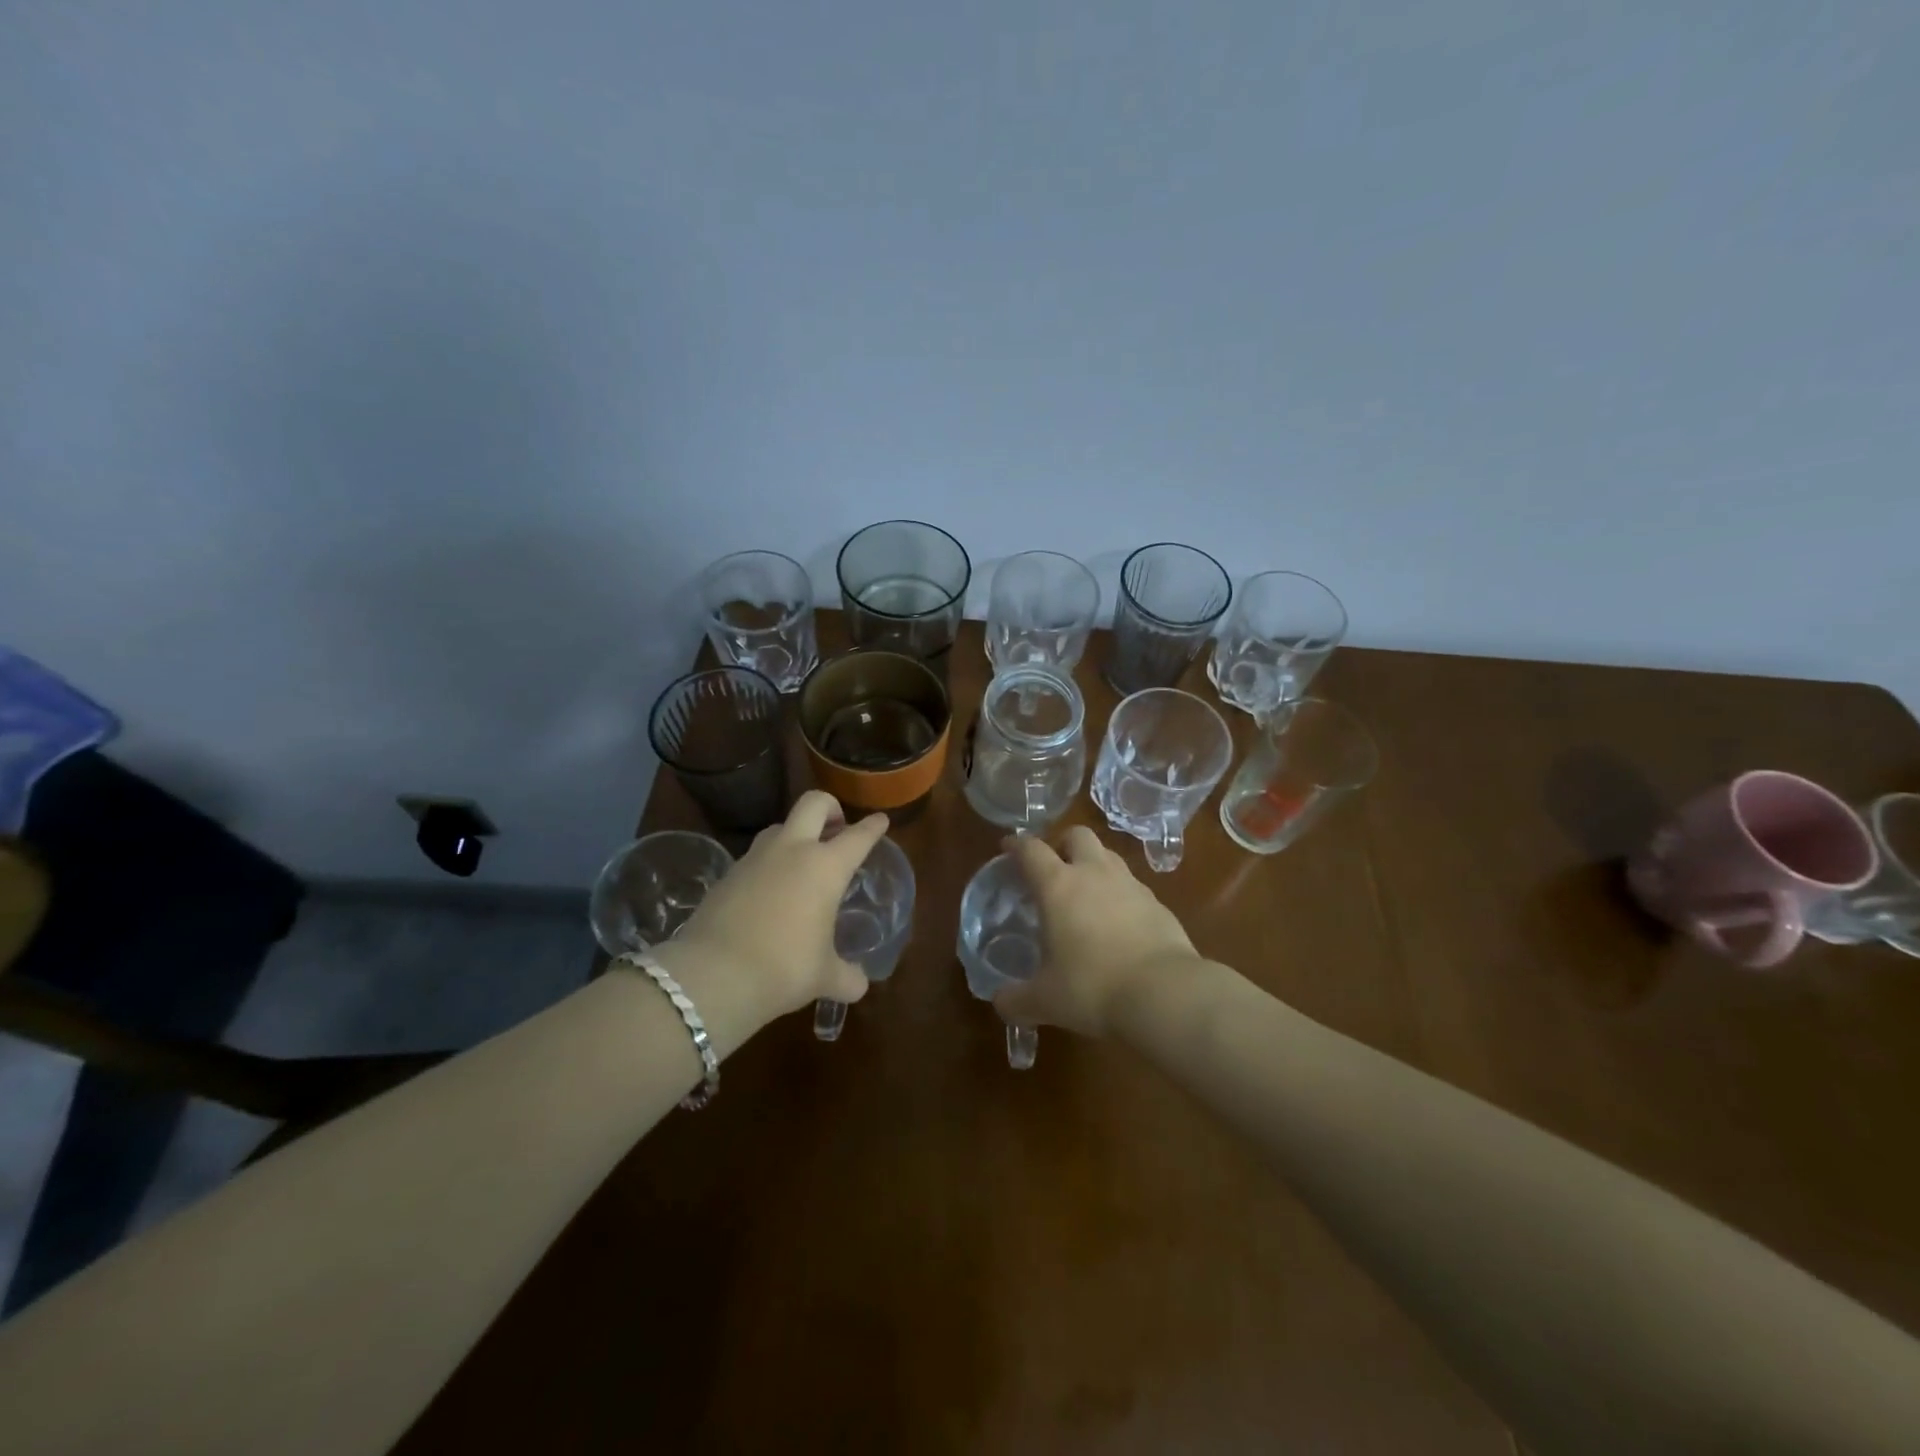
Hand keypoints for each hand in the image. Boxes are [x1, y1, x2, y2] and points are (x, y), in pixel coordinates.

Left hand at [672, 792, 888, 1018]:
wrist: (713, 976)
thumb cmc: (784, 969)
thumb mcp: (825, 977)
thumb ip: (847, 977)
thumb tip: (859, 985)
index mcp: (825, 867)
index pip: (857, 836)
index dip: (872, 827)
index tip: (880, 820)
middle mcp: (792, 850)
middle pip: (814, 803)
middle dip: (830, 808)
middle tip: (838, 829)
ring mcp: (755, 858)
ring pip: (780, 826)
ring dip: (796, 834)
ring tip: (803, 861)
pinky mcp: (728, 873)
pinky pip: (755, 855)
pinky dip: (769, 863)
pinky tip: (771, 891)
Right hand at [992, 827, 1205, 1037]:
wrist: (1165, 994)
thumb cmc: (1092, 988)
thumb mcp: (1045, 1001)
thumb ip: (1016, 1000)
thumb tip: (1001, 1003)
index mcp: (1058, 886)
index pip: (1031, 849)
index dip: (1016, 845)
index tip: (1007, 848)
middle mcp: (1094, 873)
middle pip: (1077, 835)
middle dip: (1062, 844)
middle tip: (1053, 868)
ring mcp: (1131, 885)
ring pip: (1108, 856)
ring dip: (1094, 865)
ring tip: (1086, 894)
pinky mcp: (1158, 904)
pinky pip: (1133, 887)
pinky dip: (1120, 895)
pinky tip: (1118, 924)